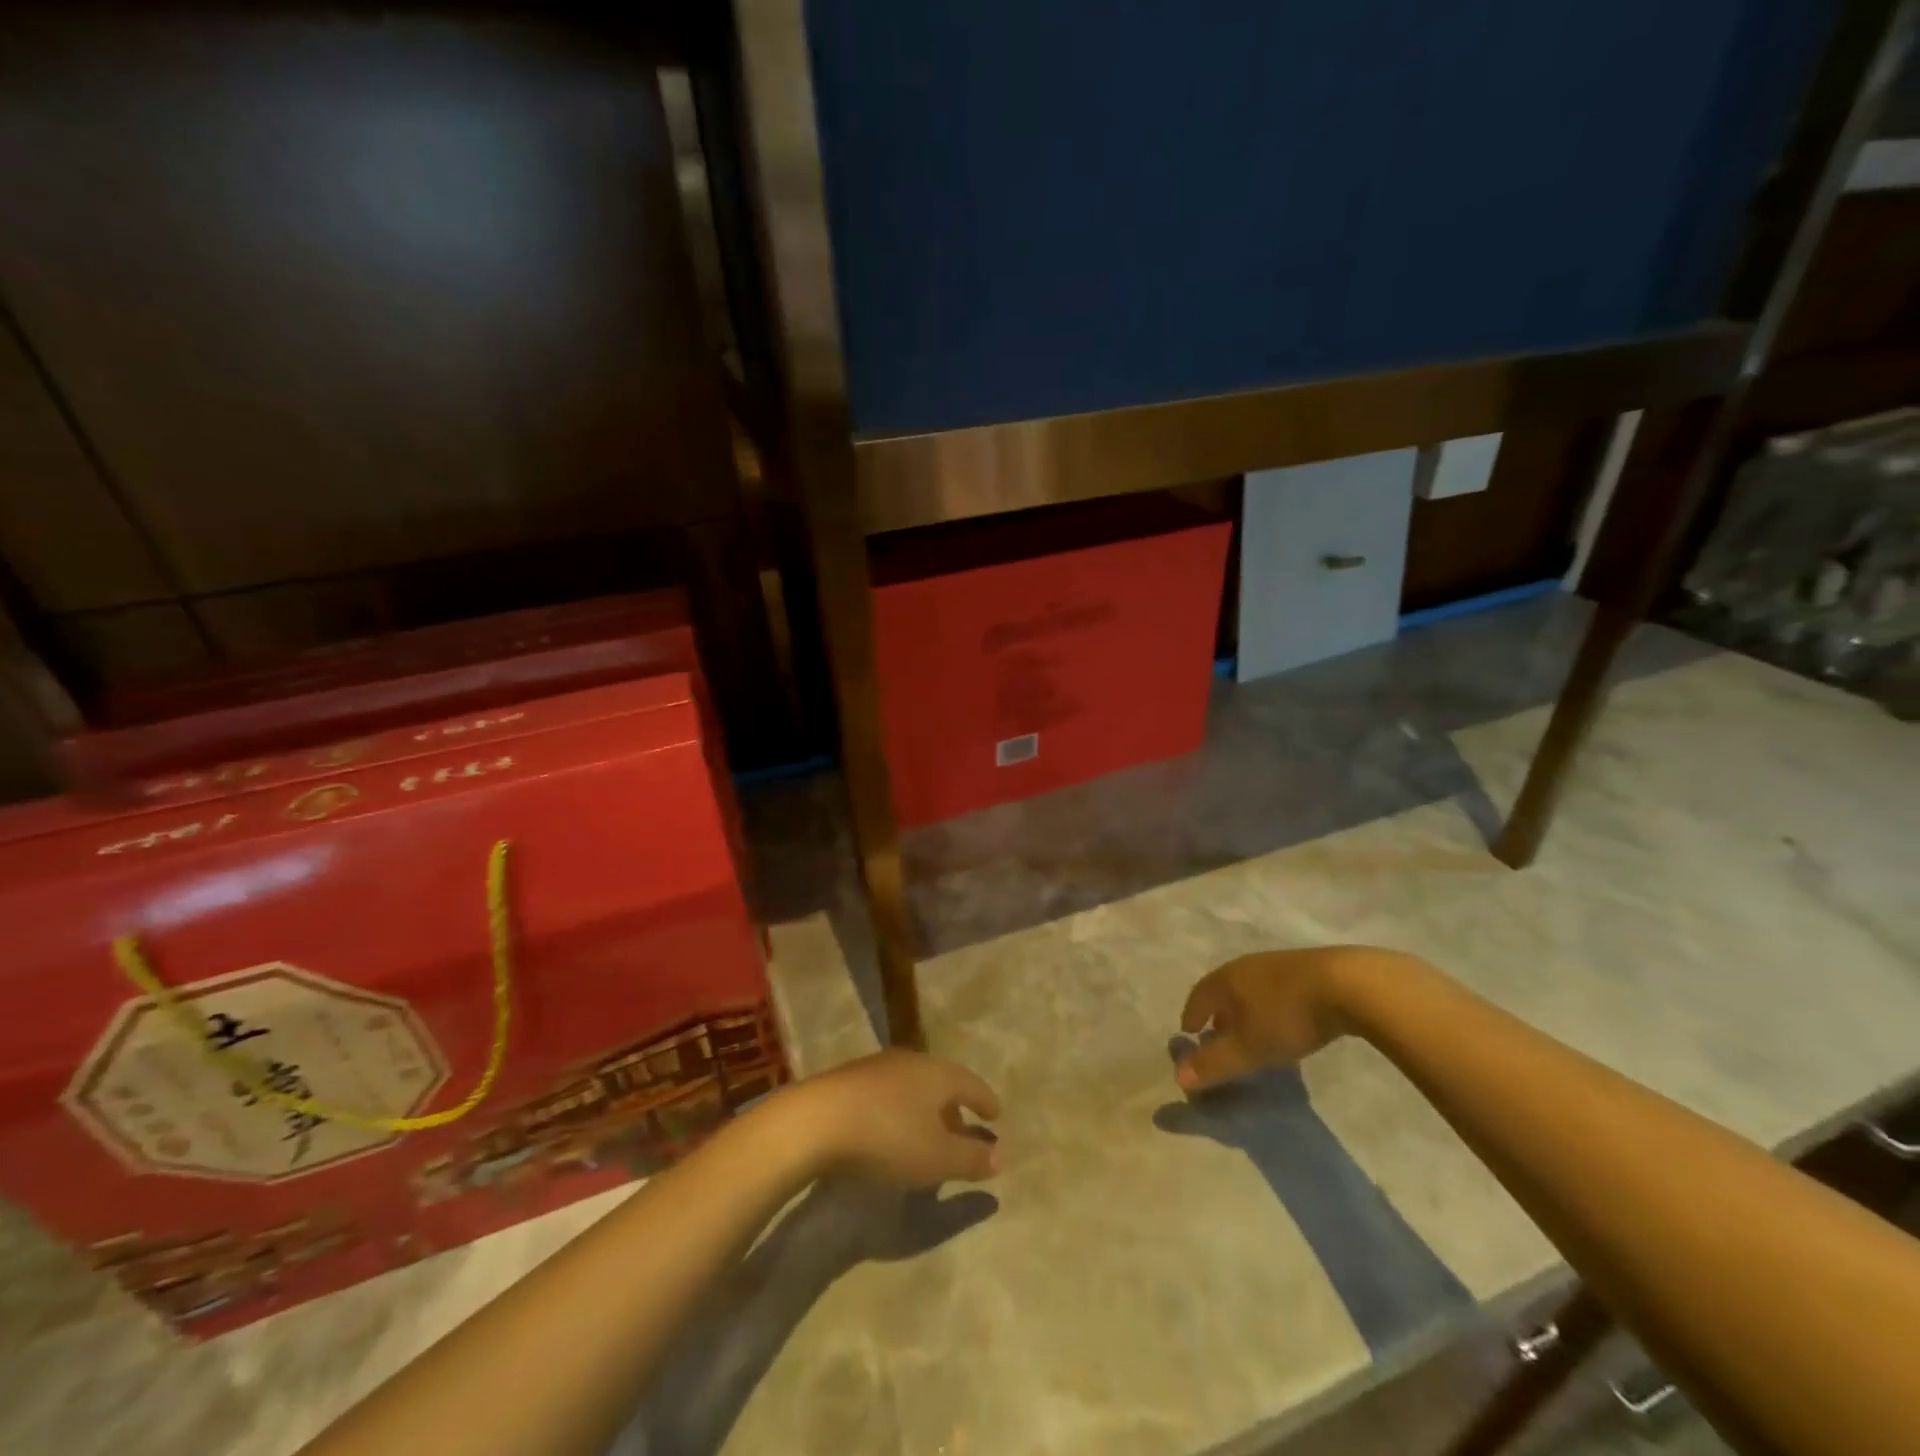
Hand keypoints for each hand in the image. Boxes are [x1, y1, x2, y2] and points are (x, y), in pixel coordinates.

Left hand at [787, 1050, 1002, 1186]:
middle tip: (964, 1129)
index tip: (997, 1115)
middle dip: (955, 1107)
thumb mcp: (937, 1158)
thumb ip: (972, 1158)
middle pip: (941, 1082)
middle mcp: (911, 1061)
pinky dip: (899, 1111)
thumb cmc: (888, 1137)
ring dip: (925, 1109)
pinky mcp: (849, 1080)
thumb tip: (1001, 1156)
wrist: (816, 1121)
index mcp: (938, 1074)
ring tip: (928, 1134)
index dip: (986, 1101)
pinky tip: (891, 1132)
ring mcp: (877, 1067)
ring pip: (912, 1086)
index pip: (971, 1084)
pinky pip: (887, 1093)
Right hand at [1176, 946, 1411, 1090]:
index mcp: (1227, 979)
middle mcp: (1246, 966)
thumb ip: (1215, 1063)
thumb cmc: (1287, 1016)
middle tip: (1216, 1033)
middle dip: (1217, 1011)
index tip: (1188, 1032)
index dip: (1192, 1015)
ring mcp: (1277, 964)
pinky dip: (1268, 1004)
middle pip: (1223, 988)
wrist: (1348, 985)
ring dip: (1244, 1007)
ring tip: (1250, 1028)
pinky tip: (1283, 1019)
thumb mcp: (1249, 1047)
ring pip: (1250, 987)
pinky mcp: (1306, 968)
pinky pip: (1275, 988)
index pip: (1199, 996)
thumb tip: (1178, 1077)